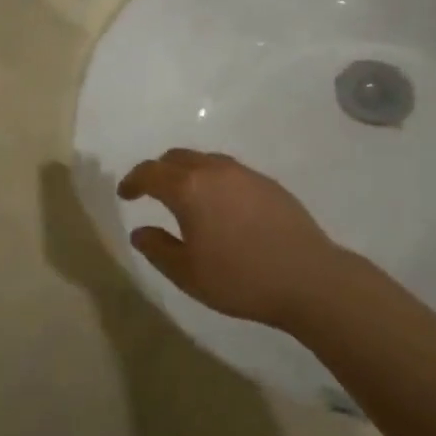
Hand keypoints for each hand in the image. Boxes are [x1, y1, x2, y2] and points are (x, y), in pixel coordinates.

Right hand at [117, 150, 355, 328]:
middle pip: (176, 158)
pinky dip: (213, 180)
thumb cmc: (240, 278)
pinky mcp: (268, 183)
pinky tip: (221, 207)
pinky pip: (229, 172)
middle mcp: (214, 171)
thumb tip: (140, 231)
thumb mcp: (187, 273)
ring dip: (187, 173)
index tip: (125, 194)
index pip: (150, 173)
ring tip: (186, 199)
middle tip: (151, 192)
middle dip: (159, 171)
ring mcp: (245, 174)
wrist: (309, 278)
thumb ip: (157, 249)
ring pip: (205, 161)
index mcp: (188, 189)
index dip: (133, 181)